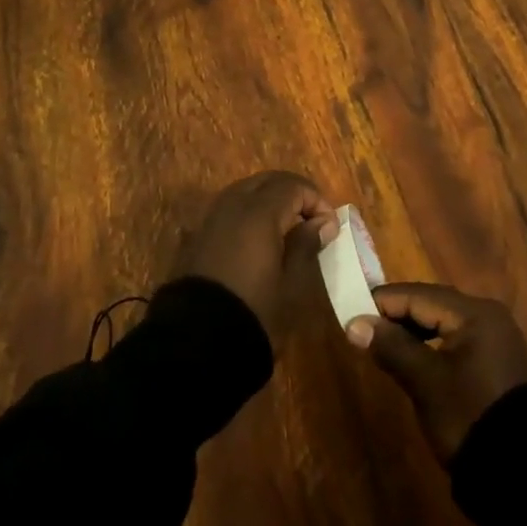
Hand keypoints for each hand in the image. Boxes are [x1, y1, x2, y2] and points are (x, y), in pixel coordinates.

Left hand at [176, 172, 334, 338]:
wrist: (196, 344)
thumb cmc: (254, 312)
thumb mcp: (291, 283)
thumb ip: (306, 245)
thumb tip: (322, 222)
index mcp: (259, 211)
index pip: (293, 186)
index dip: (316, 200)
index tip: (330, 227)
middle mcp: (232, 204)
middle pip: (267, 181)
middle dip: (292, 193)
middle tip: (311, 219)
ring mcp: (210, 218)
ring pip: (244, 191)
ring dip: (268, 200)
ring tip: (286, 227)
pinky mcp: (196, 236)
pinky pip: (227, 210)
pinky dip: (247, 213)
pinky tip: (256, 239)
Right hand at [347, 283, 526, 461]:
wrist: (523, 473)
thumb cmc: (469, 416)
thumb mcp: (426, 381)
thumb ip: (391, 347)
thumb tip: (354, 324)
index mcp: (474, 312)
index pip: (418, 295)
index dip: (383, 302)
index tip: (351, 312)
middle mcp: (487, 315)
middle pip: (432, 304)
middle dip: (397, 315)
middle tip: (363, 329)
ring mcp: (494, 339)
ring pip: (443, 322)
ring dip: (412, 331)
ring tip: (382, 344)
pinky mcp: (494, 361)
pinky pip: (455, 340)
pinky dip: (431, 345)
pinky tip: (413, 359)